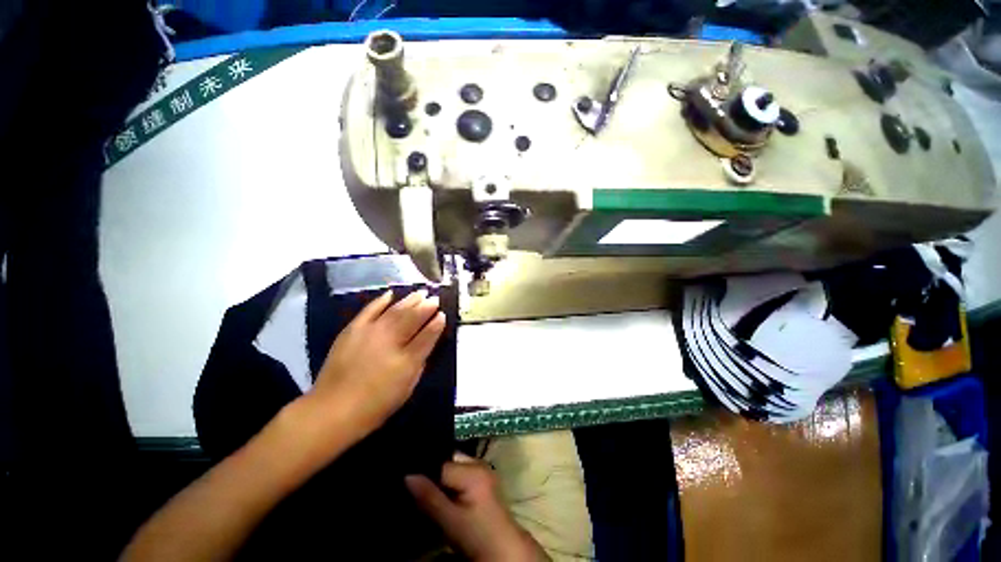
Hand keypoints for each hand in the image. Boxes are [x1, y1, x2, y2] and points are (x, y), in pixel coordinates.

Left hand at [311, 289, 445, 435]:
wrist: (333, 409)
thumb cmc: (376, 405)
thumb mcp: (407, 387)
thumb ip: (419, 363)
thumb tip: (425, 344)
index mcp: (407, 360)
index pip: (427, 335)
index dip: (437, 323)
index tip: (443, 314)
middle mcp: (390, 341)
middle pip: (412, 318)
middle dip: (426, 306)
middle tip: (434, 298)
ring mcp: (370, 333)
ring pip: (395, 310)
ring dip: (409, 300)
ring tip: (420, 293)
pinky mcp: (353, 330)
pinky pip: (369, 310)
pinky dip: (381, 301)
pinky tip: (391, 294)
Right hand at [406, 453, 549, 561]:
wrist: (504, 548)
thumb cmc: (477, 536)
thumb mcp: (450, 521)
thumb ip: (429, 498)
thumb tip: (407, 476)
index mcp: (474, 469)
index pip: (441, 463)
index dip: (423, 472)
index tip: (407, 481)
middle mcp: (479, 462)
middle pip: (447, 461)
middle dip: (432, 473)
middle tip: (414, 487)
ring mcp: (483, 469)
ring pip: (453, 466)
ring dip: (440, 478)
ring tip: (426, 491)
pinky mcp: (483, 478)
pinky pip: (461, 472)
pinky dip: (450, 481)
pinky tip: (442, 494)